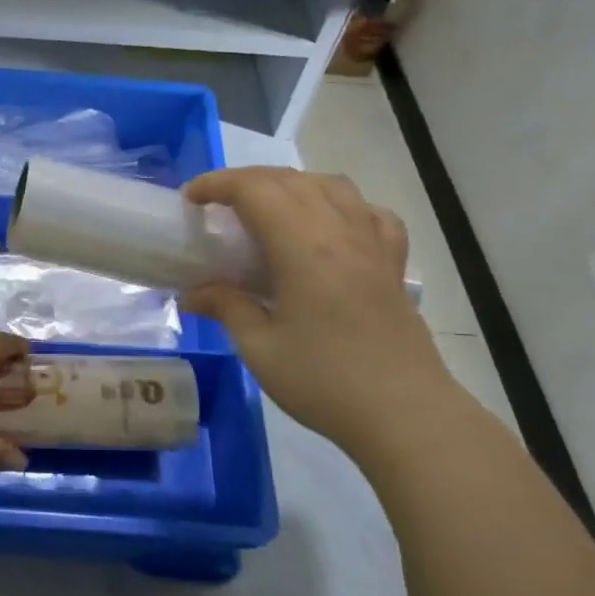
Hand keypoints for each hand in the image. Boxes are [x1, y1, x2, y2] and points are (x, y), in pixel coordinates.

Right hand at [182, 167, 456, 460]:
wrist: (404, 414)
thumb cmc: (325, 382)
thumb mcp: (260, 349)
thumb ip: (226, 308)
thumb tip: (190, 293)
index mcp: (304, 248)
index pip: (256, 190)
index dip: (218, 184)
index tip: (189, 199)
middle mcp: (341, 232)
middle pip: (290, 181)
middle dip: (246, 181)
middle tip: (216, 205)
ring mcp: (373, 244)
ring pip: (331, 186)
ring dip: (291, 185)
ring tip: (267, 209)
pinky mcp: (393, 263)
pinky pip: (369, 212)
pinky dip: (342, 205)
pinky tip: (330, 226)